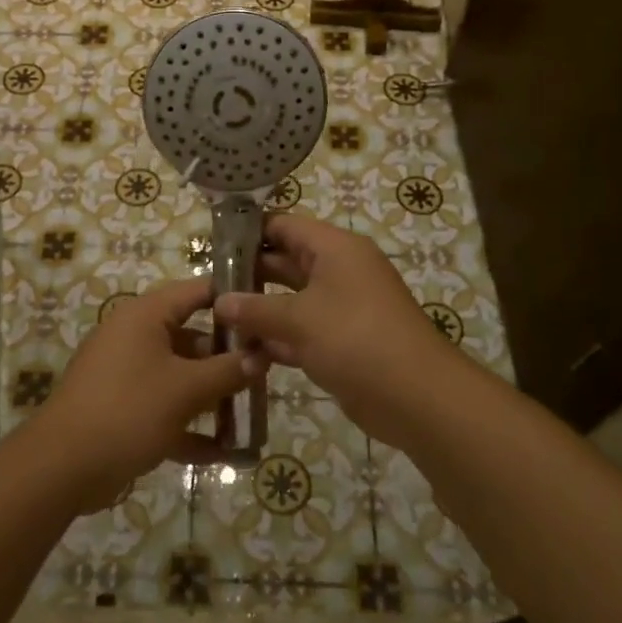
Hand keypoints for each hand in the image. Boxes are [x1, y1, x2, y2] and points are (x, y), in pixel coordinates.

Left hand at [34, 276, 256, 509]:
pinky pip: (164, 407)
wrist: (61, 467)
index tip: (267, 310)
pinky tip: (224, 450)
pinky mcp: (122, 408)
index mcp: (145, 316)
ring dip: (212, 393)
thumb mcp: (186, 390)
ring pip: (180, 374)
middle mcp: (134, 337)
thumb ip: (228, 371)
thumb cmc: (128, 411)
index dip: (233, 297)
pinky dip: (190, 424)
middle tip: (266, 368)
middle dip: (228, 355)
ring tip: (252, 408)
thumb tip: (262, 357)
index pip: (197, 291)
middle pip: (191, 335)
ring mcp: (126, 374)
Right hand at [213, 213, 450, 440]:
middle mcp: (338, 271)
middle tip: (206, 288)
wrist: (415, 396)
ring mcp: (340, 309)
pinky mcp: (340, 342)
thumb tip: (219, 301)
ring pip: (290, 301)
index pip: (285, 226)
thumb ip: (255, 309)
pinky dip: (276, 341)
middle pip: (285, 263)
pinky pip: (300, 332)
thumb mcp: (299, 319)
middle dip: (248, 276)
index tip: (211, 245)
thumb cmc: (354, 338)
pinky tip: (243, 354)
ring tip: (216, 322)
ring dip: (258, 313)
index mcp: (335, 249)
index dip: (249, 232)